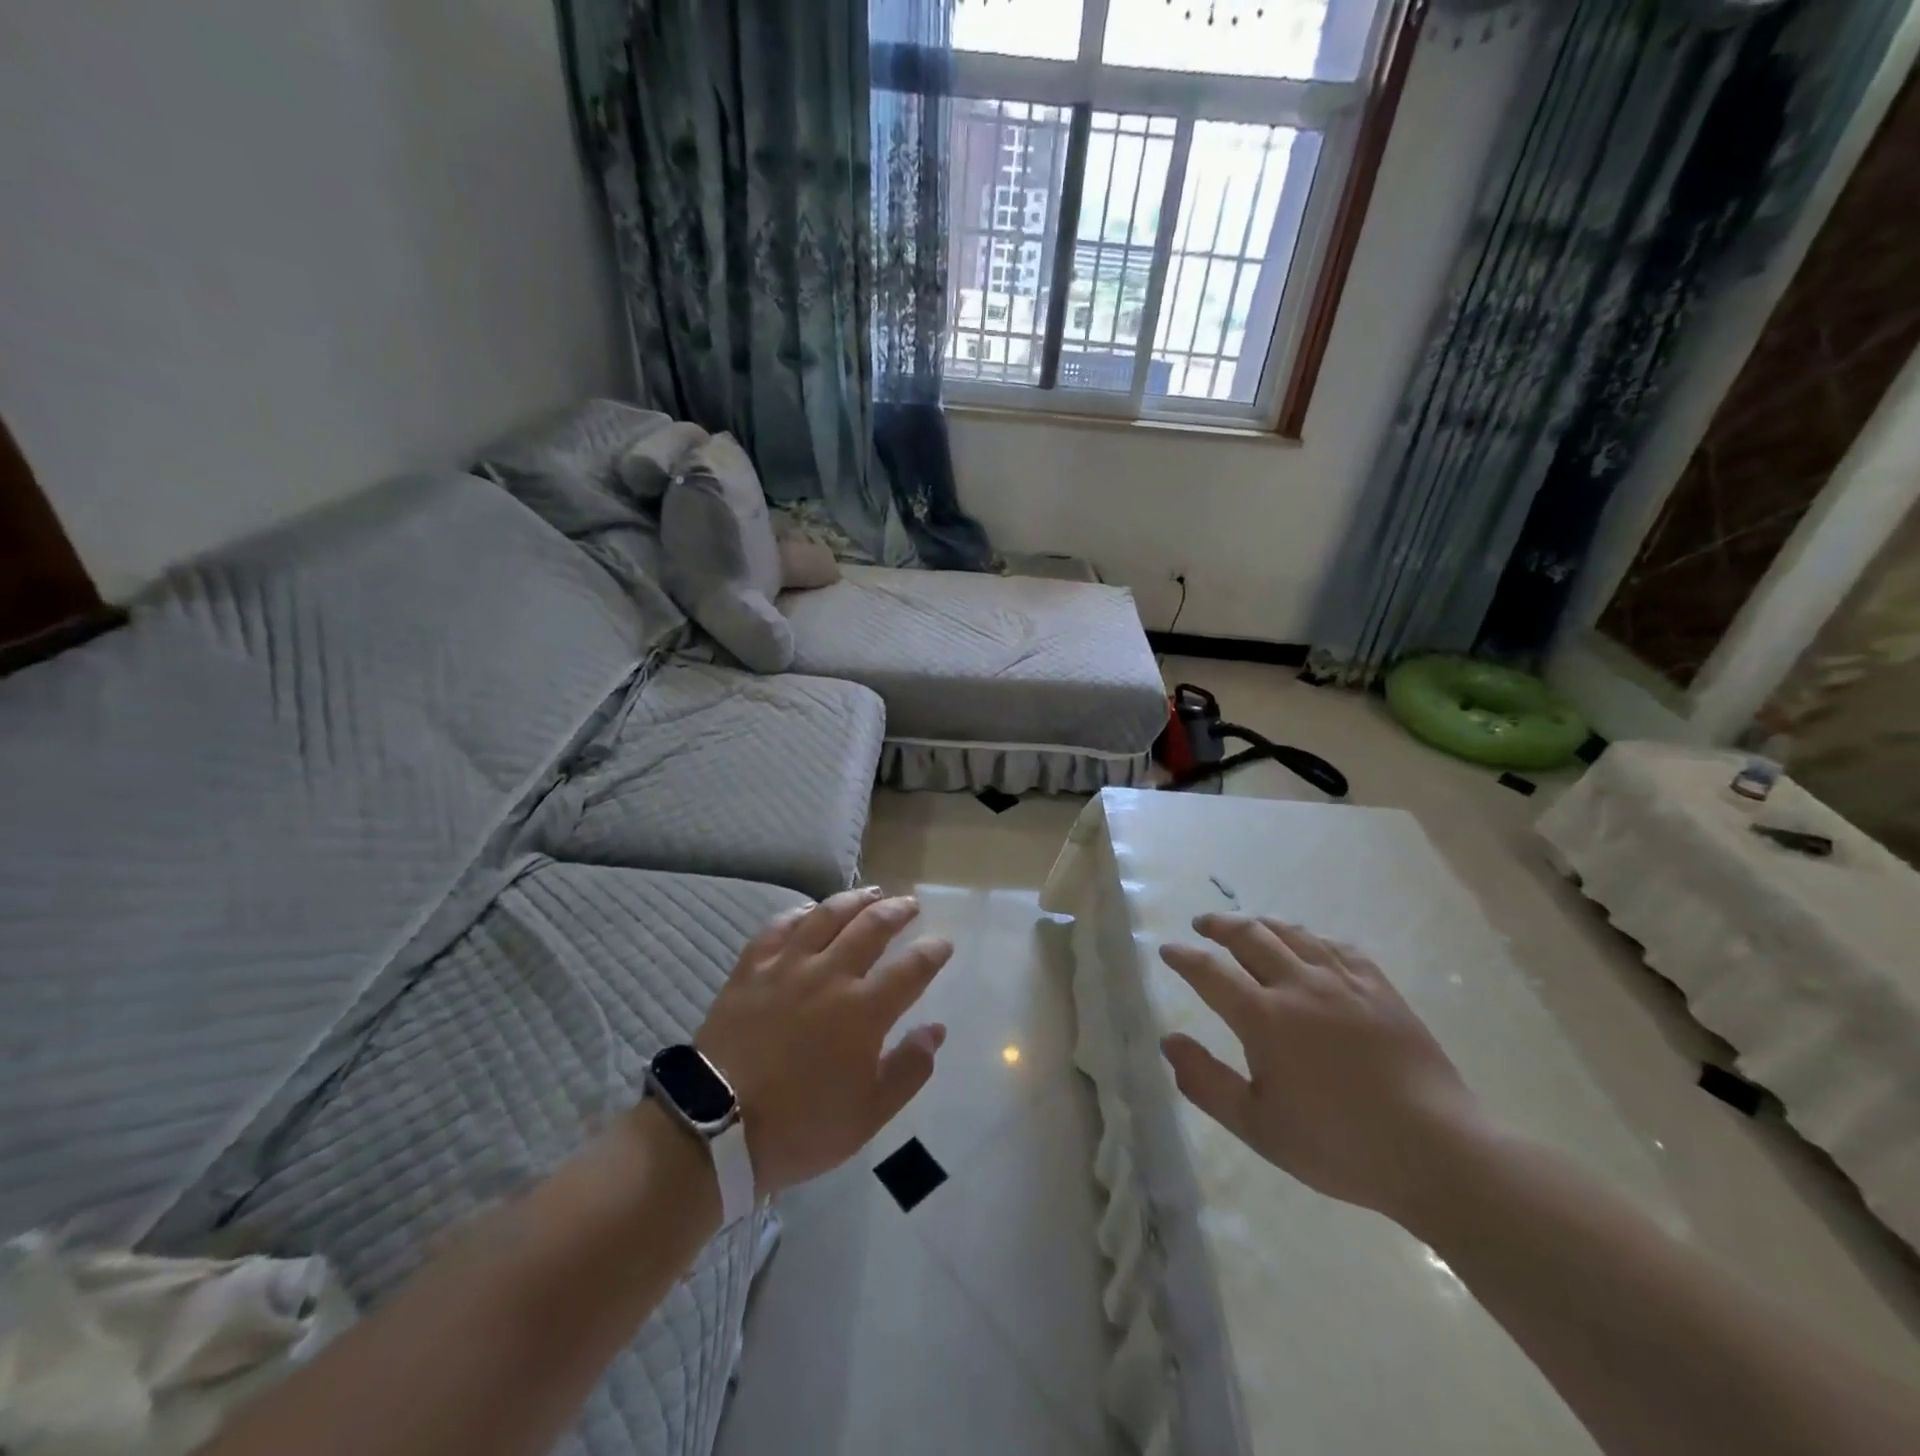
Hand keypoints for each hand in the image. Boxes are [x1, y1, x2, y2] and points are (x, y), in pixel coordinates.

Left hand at [695, 887, 952, 1196]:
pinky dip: (800, 913)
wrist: (716, 1128)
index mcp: (864, 1010)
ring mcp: (787, 966)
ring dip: (855, 900)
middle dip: (898, 911)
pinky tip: (810, 910)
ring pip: (827, 916)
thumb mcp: (869, 1114)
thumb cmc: (801, 1126)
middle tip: (911, 905)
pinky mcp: (751, 968)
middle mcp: (830, 974)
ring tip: (872, 893)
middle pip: (872, 926)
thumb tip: (936, 1029)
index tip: (943, 942)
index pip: (911, 967)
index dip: (932, 951)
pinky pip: (779, 926)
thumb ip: (909, 1069)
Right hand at [1158, 914, 1488, 1222]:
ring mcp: (1343, 982)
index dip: (1184, 957)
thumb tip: (1169, 1041)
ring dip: (1261, 923)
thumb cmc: (1339, 1146)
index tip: (1168, 950)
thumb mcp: (1258, 1127)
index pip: (1210, 972)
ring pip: (1292, 933)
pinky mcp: (1379, 988)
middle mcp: (1299, 985)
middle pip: (1249, 937)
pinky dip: (1311, 938)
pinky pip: (1336, 946)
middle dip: (1219, 926)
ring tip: (1247, 925)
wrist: (1438, 1153)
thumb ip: (1206, 1082)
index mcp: (1264, 1018)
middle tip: (1202, 925)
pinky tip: (1308, 944)